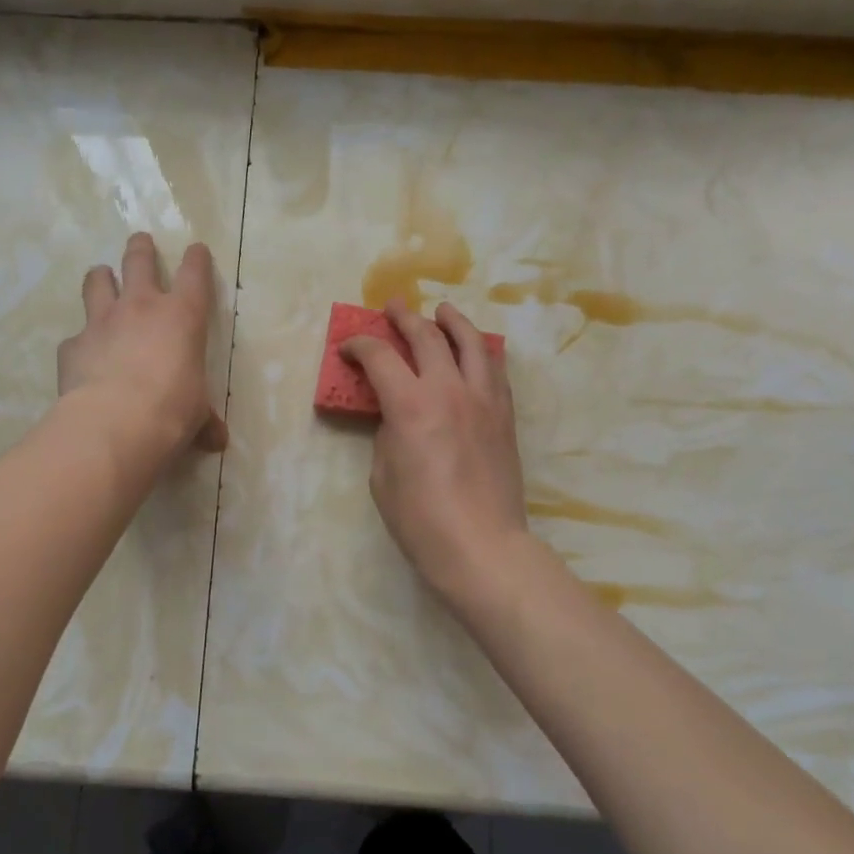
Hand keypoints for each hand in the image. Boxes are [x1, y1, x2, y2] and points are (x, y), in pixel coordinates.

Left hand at [57, 233, 228, 459]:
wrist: (114, 424)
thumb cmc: (171, 412)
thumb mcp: (196, 415)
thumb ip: (204, 420)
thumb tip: (217, 440)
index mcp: (182, 316)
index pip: (194, 274)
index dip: (196, 259)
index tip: (196, 249)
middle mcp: (140, 307)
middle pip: (139, 260)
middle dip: (141, 248)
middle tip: (140, 241)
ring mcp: (102, 321)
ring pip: (98, 281)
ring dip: (101, 277)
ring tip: (102, 277)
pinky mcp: (73, 345)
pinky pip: (76, 336)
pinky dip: (81, 342)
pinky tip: (82, 355)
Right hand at [342, 301, 531, 606]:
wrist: (482, 545)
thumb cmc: (420, 518)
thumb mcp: (383, 474)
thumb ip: (388, 433)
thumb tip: (397, 415)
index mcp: (410, 404)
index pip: (380, 356)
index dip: (360, 345)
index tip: (348, 348)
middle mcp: (449, 389)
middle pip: (427, 336)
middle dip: (405, 318)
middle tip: (394, 307)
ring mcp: (483, 399)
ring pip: (471, 343)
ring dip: (453, 321)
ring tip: (443, 311)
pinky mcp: (504, 415)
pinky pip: (494, 369)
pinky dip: (481, 351)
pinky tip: (475, 352)